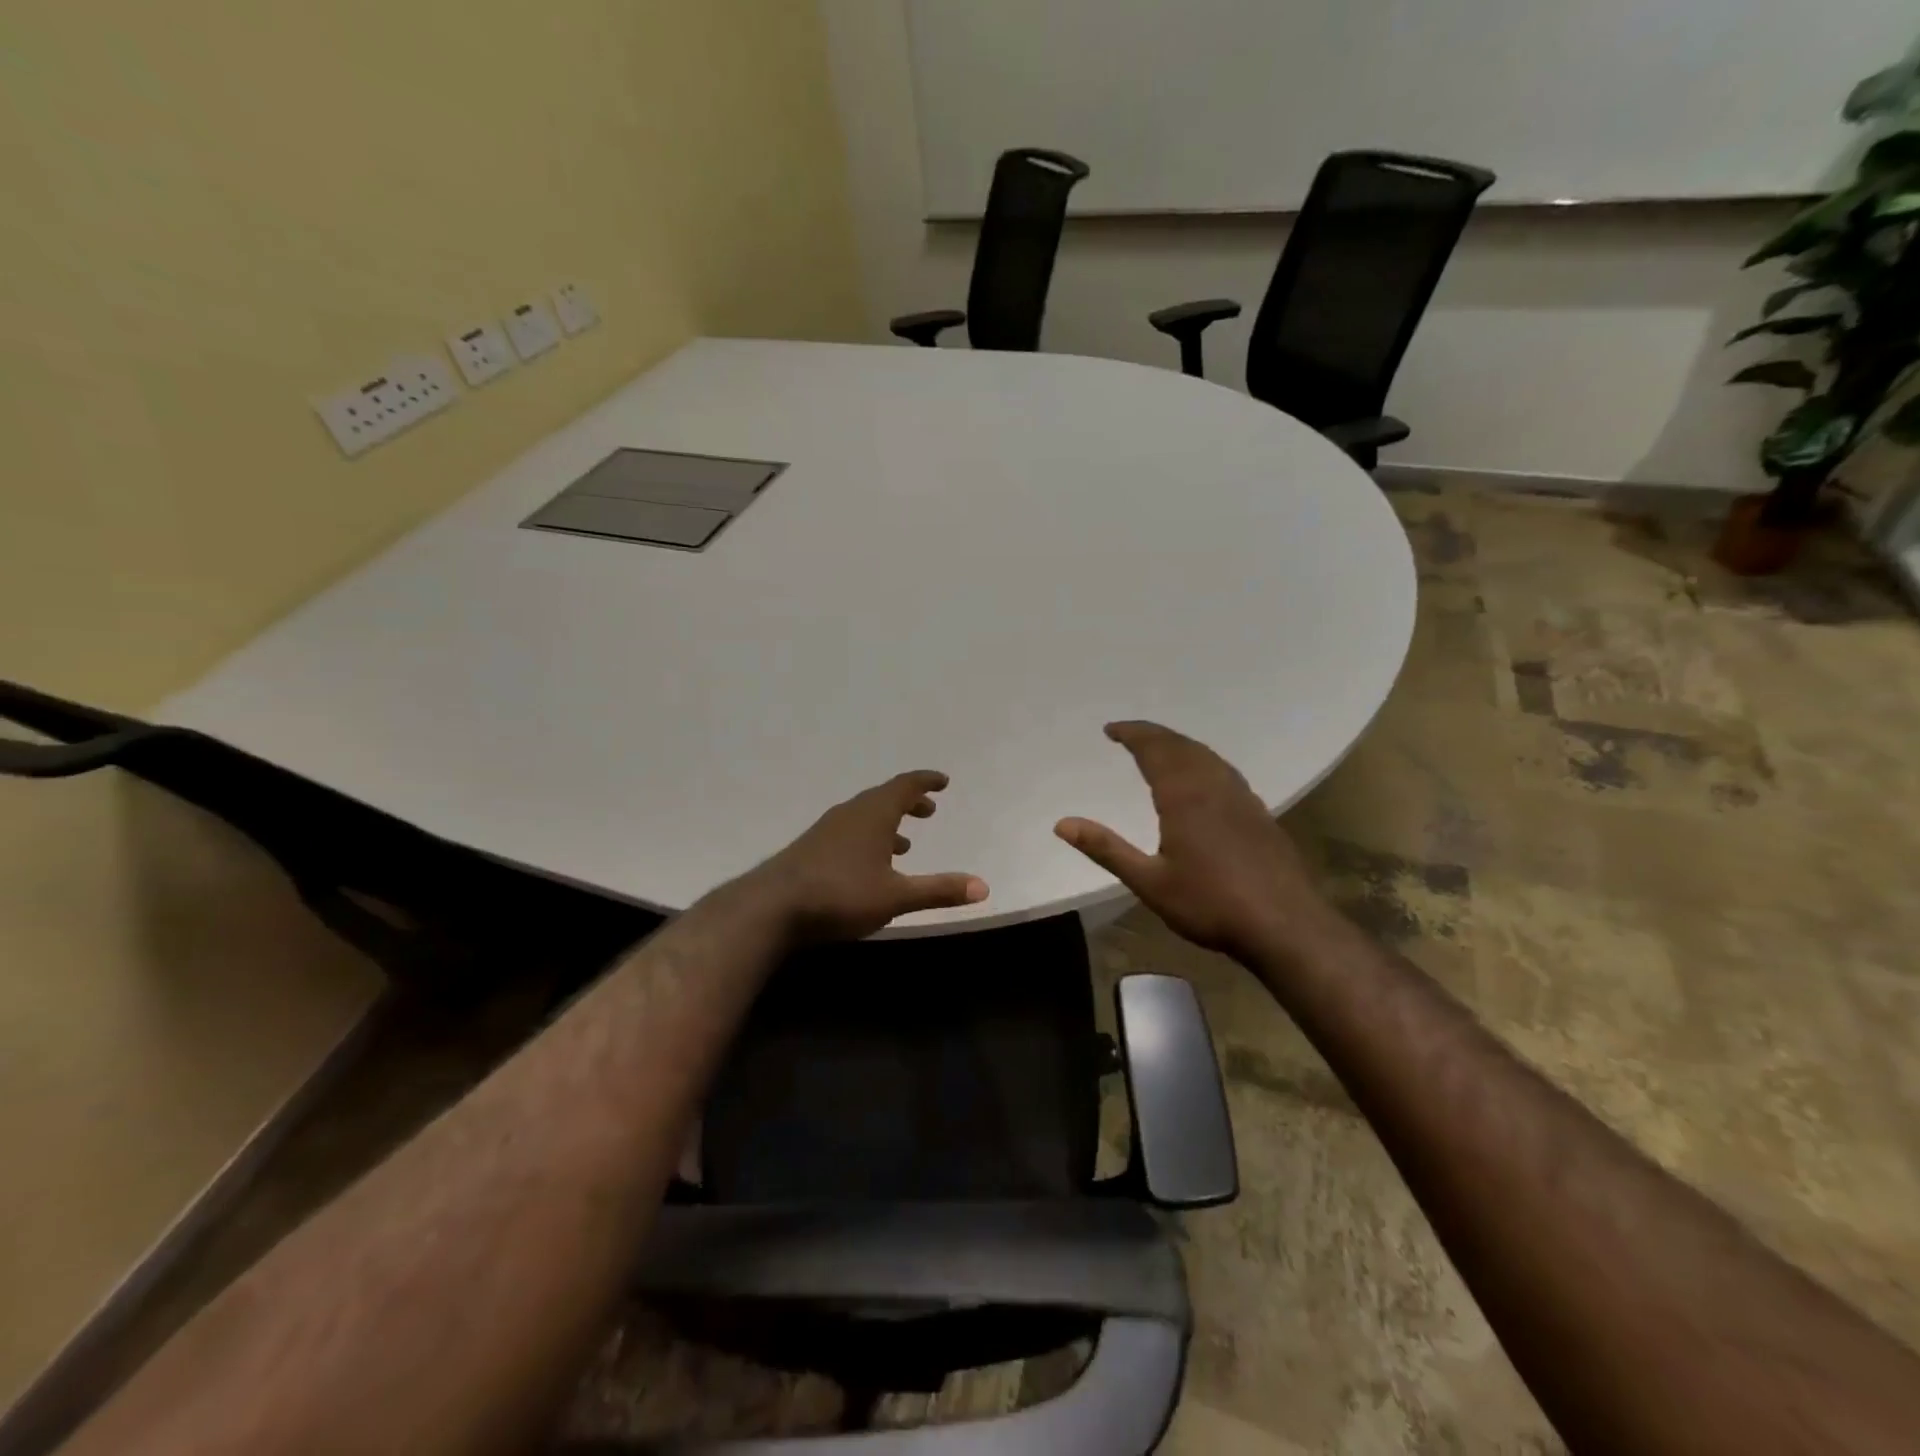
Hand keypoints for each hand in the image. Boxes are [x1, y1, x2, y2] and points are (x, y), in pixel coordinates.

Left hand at [751, 771, 989, 941]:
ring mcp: (827, 830)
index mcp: (873, 814)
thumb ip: (938, 890)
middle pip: (884, 798)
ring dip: (888, 823)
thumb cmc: (840, 894)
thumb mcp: (896, 896)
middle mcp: (851, 814)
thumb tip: (983, 887)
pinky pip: (849, 832)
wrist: (772, 907)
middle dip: (909, 802)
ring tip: (905, 842)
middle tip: (928, 810)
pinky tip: (868, 865)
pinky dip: (868, 838)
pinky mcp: (811, 849)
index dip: (925, 781)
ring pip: (864, 817)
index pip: (905, 786)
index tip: (942, 781)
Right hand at [1055, 721, 1328, 961]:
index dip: (1132, 734)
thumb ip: (1106, 849)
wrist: (1285, 925)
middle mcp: (1214, 786)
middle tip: (1129, 734)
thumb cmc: (1210, 904)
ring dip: (1179, 745)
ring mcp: (1241, 797)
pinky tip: (1202, 779)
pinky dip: (1202, 761)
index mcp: (1184, 796)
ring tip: (1160, 748)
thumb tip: (1062, 824)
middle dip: (1153, 735)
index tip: (1111, 729)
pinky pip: (1224, 771)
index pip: (1155, 749)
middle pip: (1181, 746)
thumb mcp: (1149, 882)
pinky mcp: (1259, 813)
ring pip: (1206, 756)